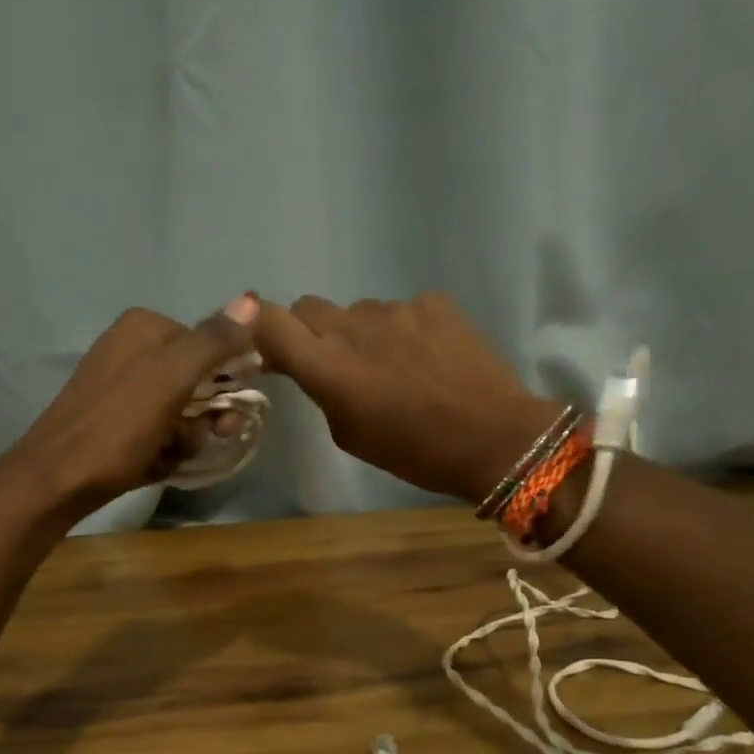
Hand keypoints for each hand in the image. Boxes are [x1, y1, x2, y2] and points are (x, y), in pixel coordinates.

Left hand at [4, 296, 259, 518]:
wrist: (57, 481)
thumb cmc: (116, 428)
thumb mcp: (169, 380)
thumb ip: (213, 341)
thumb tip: (253, 299)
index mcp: (145, 327)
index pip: (212, 346)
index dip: (227, 383)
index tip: (226, 418)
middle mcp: (133, 348)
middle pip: (199, 381)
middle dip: (204, 418)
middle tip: (193, 440)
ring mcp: (124, 386)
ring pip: (183, 411)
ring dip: (185, 439)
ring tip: (165, 454)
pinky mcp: (118, 420)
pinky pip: (161, 430)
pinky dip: (163, 449)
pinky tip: (151, 462)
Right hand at [254, 293, 559, 502]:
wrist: (493, 437)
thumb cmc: (413, 452)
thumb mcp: (349, 435)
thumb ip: (323, 392)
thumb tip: (315, 367)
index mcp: (325, 365)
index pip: (267, 320)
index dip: (260, 328)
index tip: (271, 348)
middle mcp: (352, 326)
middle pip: (309, 308)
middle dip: (311, 332)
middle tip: (334, 363)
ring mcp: (395, 308)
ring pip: (359, 311)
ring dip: (363, 334)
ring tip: (394, 367)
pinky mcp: (434, 302)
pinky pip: (403, 310)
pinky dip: (405, 330)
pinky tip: (428, 358)